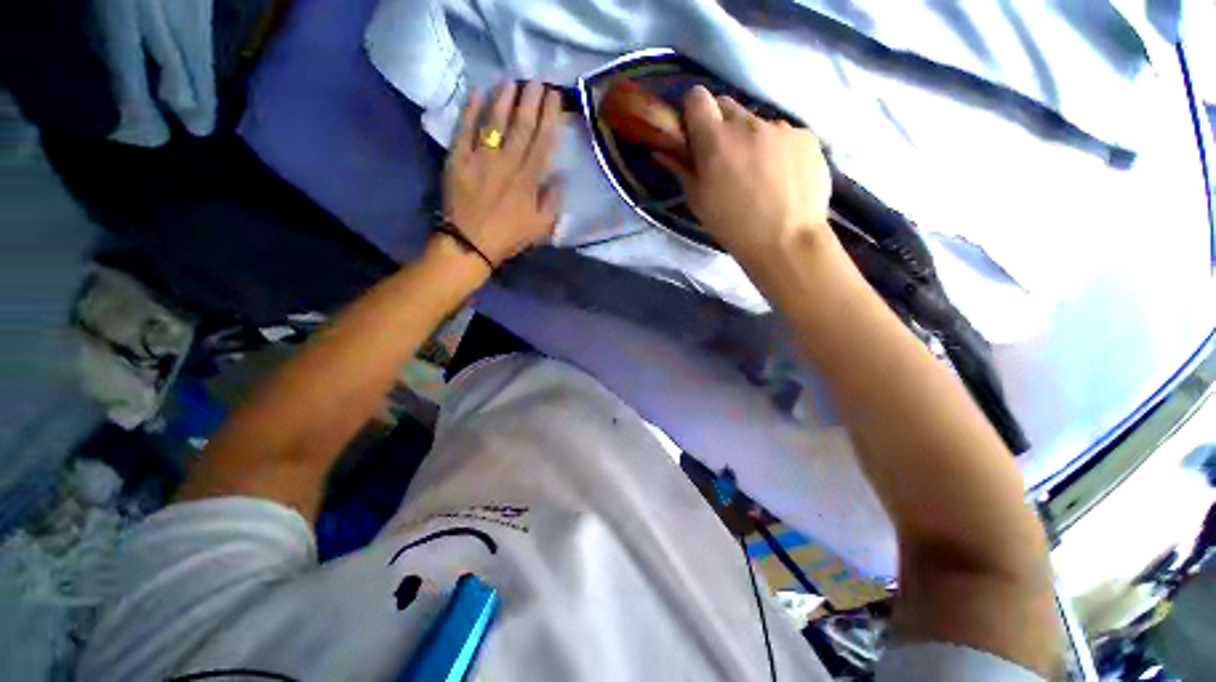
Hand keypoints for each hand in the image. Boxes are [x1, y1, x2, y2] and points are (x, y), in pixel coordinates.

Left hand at [442, 81, 563, 265]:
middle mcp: (507, 164)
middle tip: (536, 80)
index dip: (549, 118)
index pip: (543, 142)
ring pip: (495, 123)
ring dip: (503, 100)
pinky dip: (469, 111)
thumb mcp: (541, 227)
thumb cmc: (509, 237)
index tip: (554, 97)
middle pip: (521, 127)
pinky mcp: (459, 160)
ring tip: (511, 81)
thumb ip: (553, 202)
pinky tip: (476, 93)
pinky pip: (464, 131)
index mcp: (529, 180)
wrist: (471, 244)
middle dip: (530, 101)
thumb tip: (559, 178)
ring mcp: (481, 159)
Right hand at [657, 86, 832, 263]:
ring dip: (752, 139)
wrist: (785, 241)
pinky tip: (782, 177)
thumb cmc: (733, 226)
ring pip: (758, 122)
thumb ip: (681, 169)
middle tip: (726, 157)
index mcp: (715, 140)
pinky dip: (779, 149)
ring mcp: (780, 127)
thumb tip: (661, 150)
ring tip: (760, 175)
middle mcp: (747, 124)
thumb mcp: (698, 202)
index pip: (697, 97)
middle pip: (728, 106)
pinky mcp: (806, 136)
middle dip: (721, 125)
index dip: (694, 111)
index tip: (696, 132)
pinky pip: (784, 134)